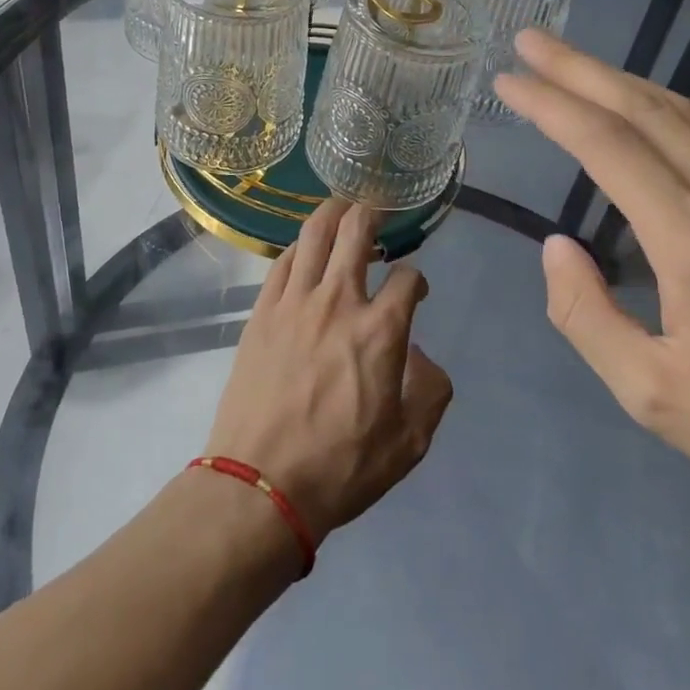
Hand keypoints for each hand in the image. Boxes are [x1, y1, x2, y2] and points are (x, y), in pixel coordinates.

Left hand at [206, 200, 453, 543]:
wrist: (260, 483)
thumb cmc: (340, 467)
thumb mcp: (409, 443)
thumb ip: (429, 391)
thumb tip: (420, 356)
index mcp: (380, 331)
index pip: (409, 279)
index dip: (418, 280)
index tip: (416, 291)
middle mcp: (338, 301)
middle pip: (356, 231)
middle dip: (372, 212)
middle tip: (379, 207)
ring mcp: (294, 301)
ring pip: (314, 234)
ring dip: (333, 212)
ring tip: (343, 206)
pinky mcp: (262, 311)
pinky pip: (281, 262)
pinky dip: (298, 247)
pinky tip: (304, 250)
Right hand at [496, 29, 689, 550]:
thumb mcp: (654, 398)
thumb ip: (587, 316)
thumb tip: (557, 247)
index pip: (608, 146)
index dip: (551, 105)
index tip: (508, 81)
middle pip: (645, 109)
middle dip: (578, 69)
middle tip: (530, 41)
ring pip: (687, 112)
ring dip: (623, 79)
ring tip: (574, 64)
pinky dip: (674, 105)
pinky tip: (655, 105)